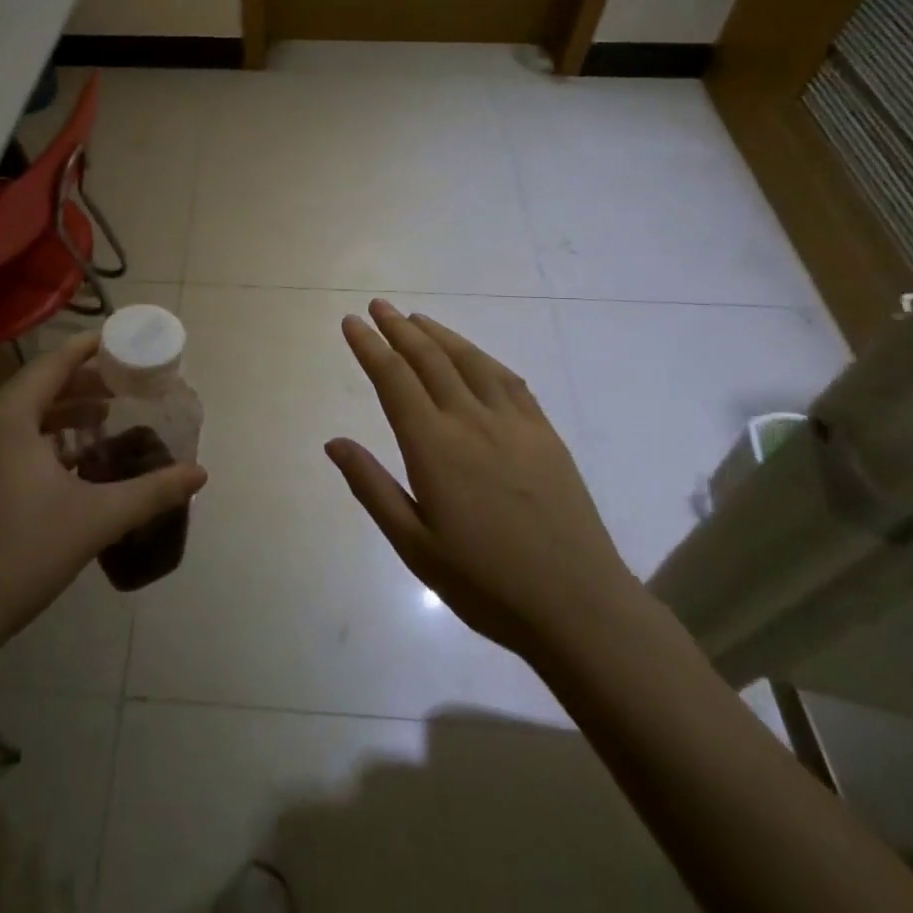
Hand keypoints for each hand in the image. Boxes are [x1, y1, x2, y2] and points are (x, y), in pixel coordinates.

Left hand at [0, 331, 207, 641]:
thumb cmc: (24, 553)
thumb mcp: (97, 518)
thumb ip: (152, 491)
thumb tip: (200, 474)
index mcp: (8, 418)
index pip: (52, 364)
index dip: (87, 348)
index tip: (119, 339)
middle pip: (37, 386)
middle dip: (81, 382)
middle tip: (122, 382)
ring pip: (23, 416)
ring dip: (63, 412)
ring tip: (104, 416)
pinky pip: (10, 440)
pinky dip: (44, 438)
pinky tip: (72, 460)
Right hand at [325, 299, 636, 661]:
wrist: (578, 606)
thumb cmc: (485, 583)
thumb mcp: (414, 545)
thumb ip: (372, 488)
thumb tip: (334, 442)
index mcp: (434, 446)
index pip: (393, 379)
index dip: (370, 346)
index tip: (352, 322)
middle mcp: (471, 420)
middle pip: (429, 359)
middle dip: (399, 328)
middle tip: (378, 306)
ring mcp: (513, 422)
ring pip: (468, 361)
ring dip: (439, 334)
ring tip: (416, 318)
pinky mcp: (544, 433)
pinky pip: (509, 380)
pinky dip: (482, 357)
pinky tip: (473, 355)